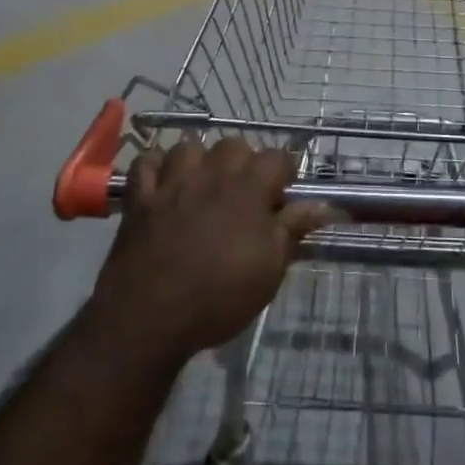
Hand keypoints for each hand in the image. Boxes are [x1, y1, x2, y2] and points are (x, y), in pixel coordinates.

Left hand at [91, 137, 332, 362]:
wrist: (148, 319)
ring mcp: (172, 183)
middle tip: (247, 194)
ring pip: (190, 147)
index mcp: (248, 188)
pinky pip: (146, 163)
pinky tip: (164, 182)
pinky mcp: (140, 198)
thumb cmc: (219, 297)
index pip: (277, 157)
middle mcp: (211, 174)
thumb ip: (293, 229)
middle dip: (245, 162)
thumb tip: (324, 205)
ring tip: (205, 184)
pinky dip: (156, 166)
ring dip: (201, 160)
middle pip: (234, 145)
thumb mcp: (269, 270)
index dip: (285, 174)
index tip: (284, 196)